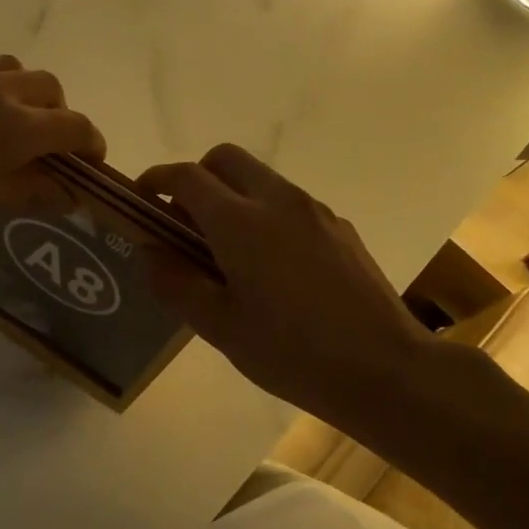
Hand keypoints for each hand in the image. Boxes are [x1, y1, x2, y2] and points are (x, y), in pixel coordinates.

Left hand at [0, 55, 105, 260]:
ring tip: (0, 122)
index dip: (90, 142)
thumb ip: (28, 188)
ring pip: (3, 67)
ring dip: (16, 91)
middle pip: (45, 85)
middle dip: (56, 112)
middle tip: (45, 143)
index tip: (91, 159)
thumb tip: (67, 192)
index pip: (72, 125)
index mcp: (11, 125)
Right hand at [138, 145, 444, 427]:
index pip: (187, 177)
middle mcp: (278, 201)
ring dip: (232, 195)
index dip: (157, 180)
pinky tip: (272, 267)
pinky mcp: (340, 228)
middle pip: (226, 159)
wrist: (385, 369)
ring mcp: (314, 211)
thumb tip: (149, 251)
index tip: (143, 199)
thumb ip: (175, 283)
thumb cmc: (291, 353)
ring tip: (227, 250)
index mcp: (240, 222)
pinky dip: (265, 214)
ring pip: (260, 178)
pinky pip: (289, 203)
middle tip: (185, 221)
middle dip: (197, 177)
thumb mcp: (219, 327)